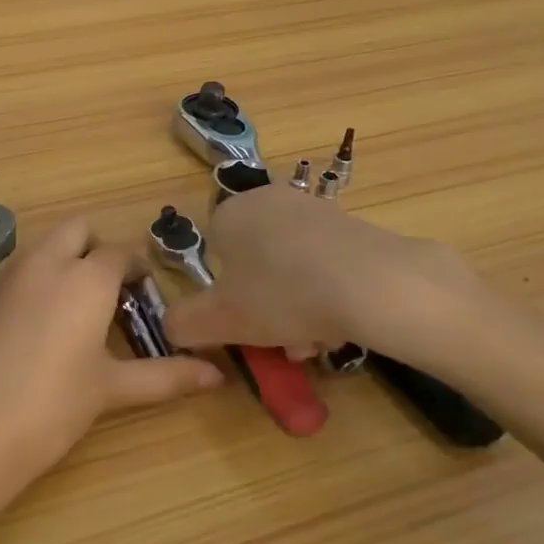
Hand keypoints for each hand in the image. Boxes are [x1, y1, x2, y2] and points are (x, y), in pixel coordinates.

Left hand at [0, 220, 220, 499]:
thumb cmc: (54, 406)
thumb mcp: (112, 389)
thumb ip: (166, 376)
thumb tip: (217, 376)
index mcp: (86, 277)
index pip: (121, 253)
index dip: (137, 270)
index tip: (146, 296)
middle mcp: (48, 261)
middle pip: (79, 229)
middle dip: (98, 248)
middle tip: (110, 291)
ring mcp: (11, 273)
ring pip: (46, 243)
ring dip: (66, 257)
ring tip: (80, 307)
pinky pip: (21, 265)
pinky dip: (39, 275)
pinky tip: (43, 320)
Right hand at [165, 187, 499, 373]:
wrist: (374, 284)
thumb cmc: (283, 295)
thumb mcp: (220, 319)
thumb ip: (184, 323)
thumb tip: (169, 327)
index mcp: (230, 212)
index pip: (214, 252)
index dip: (225, 292)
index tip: (244, 323)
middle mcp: (268, 200)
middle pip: (255, 262)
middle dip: (265, 306)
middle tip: (281, 342)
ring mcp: (314, 209)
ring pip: (291, 267)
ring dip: (296, 307)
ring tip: (315, 343)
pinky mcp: (353, 226)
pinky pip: (325, 263)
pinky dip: (327, 294)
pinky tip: (341, 325)